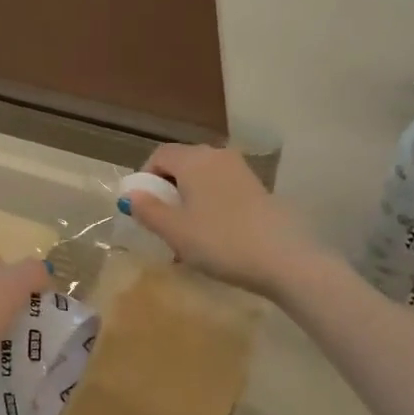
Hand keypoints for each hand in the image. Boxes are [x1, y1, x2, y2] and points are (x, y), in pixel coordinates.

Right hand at [124, 145, 318, 297]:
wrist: (283, 258)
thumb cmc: (220, 241)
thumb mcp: (175, 230)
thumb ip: (148, 210)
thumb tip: (131, 195)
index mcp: (194, 159)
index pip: (159, 155)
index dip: (145, 178)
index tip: (142, 208)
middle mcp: (218, 156)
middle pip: (182, 165)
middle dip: (167, 191)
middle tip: (161, 224)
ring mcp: (242, 171)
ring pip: (203, 179)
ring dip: (188, 201)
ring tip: (186, 235)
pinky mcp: (258, 189)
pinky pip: (222, 190)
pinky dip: (210, 206)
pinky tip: (212, 237)